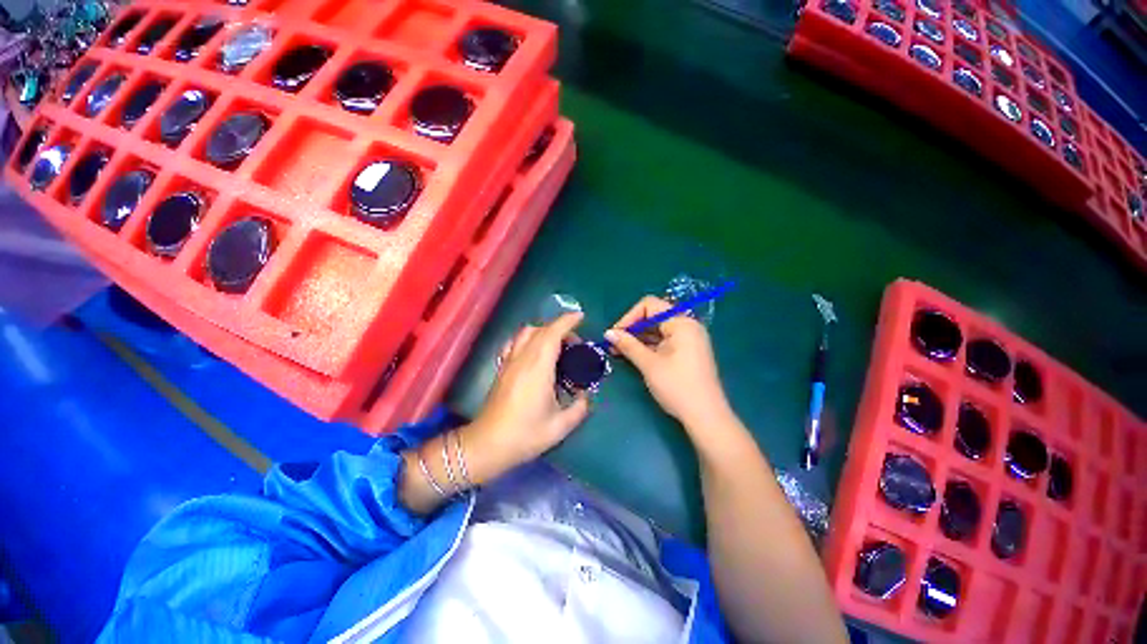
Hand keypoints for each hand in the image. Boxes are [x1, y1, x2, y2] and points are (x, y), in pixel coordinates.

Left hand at [465, 312, 590, 479]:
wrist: (487, 445)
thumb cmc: (525, 435)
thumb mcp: (560, 427)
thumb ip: (579, 408)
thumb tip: (586, 396)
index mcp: (538, 368)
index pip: (552, 333)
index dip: (567, 321)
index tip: (581, 317)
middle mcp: (522, 359)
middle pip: (540, 329)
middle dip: (560, 328)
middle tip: (575, 343)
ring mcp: (509, 362)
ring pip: (526, 333)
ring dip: (544, 331)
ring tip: (557, 346)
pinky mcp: (502, 368)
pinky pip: (515, 342)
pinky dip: (528, 338)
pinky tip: (535, 352)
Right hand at [606, 297, 734, 431]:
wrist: (705, 416)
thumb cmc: (677, 386)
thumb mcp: (649, 364)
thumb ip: (628, 345)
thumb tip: (608, 333)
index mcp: (681, 323)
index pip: (650, 305)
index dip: (629, 317)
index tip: (615, 334)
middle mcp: (687, 326)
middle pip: (653, 316)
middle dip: (632, 328)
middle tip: (613, 344)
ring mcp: (688, 339)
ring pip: (657, 330)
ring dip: (638, 338)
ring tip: (618, 351)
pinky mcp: (687, 352)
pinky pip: (664, 341)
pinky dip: (648, 346)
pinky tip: (633, 355)